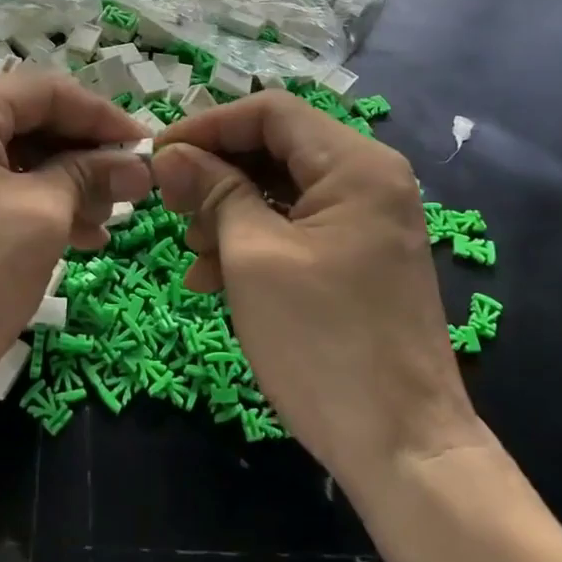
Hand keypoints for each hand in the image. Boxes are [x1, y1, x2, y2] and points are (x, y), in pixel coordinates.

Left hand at [0, 73, 149, 423]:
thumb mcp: (42, 217)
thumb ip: (91, 175)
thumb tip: (139, 165)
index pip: (47, 92)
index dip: (105, 119)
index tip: (151, 148)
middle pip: (30, 121)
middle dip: (86, 156)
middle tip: (134, 189)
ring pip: (16, 157)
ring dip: (67, 184)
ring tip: (110, 220)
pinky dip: (37, 204)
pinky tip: (79, 234)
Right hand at [153, 91, 485, 496]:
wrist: (403, 449)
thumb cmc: (323, 343)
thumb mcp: (253, 257)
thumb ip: (213, 191)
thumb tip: (170, 153)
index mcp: (355, 165)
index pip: (271, 112)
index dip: (208, 125)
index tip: (158, 152)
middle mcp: (369, 180)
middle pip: (276, 148)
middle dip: (216, 172)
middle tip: (168, 203)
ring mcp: (367, 220)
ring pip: (281, 189)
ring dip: (228, 211)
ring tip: (190, 250)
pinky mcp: (358, 256)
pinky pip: (297, 227)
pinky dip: (253, 241)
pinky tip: (211, 276)